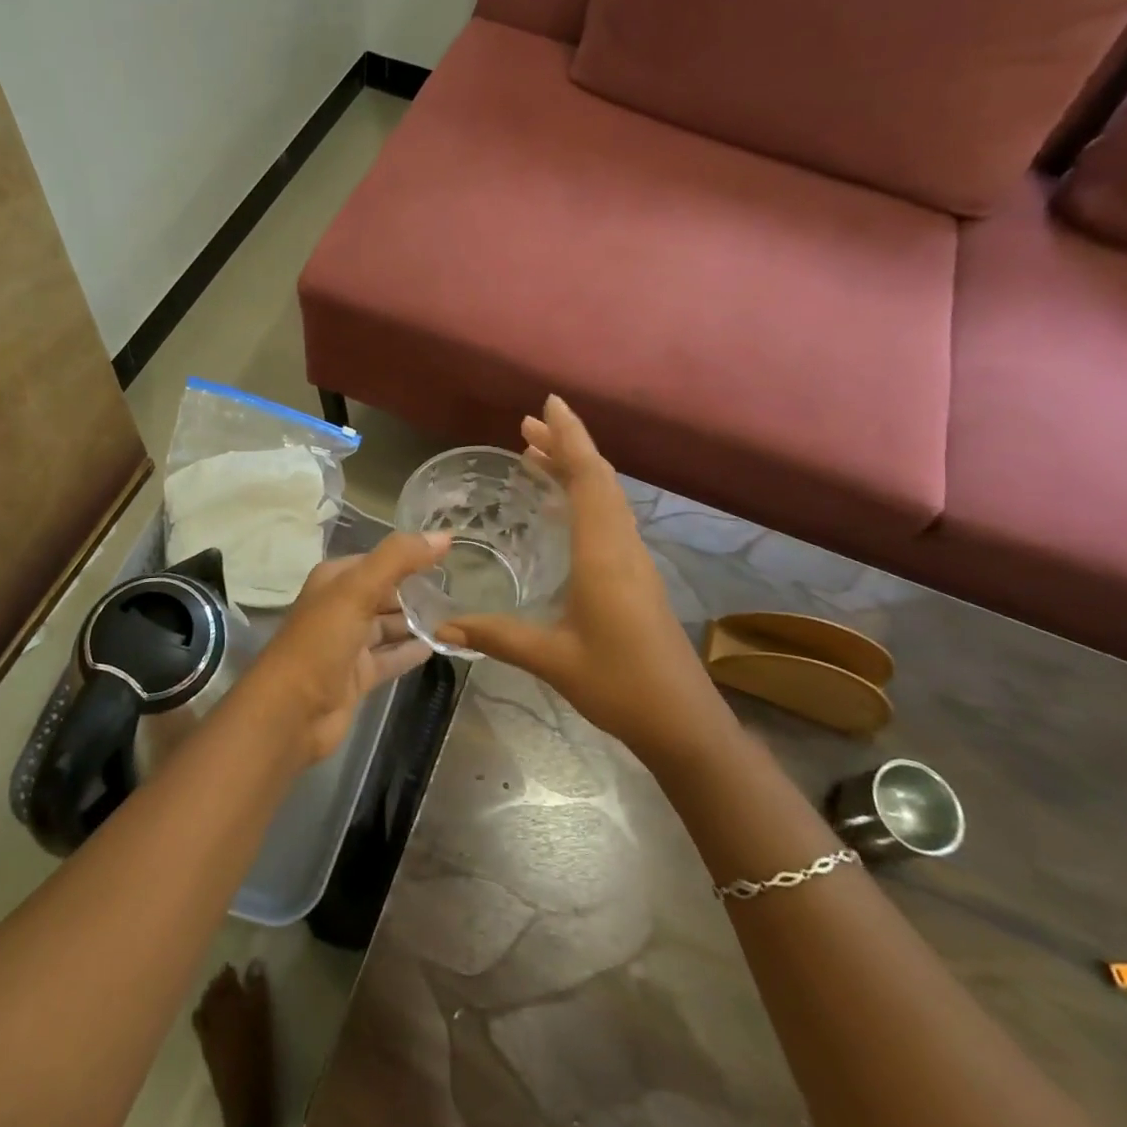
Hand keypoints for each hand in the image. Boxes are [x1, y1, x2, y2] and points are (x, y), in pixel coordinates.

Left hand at [237, 530, 449, 764]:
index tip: (450, 556)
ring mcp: (348, 644)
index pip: (379, 560)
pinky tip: (440, 646)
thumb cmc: (320, 643)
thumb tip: (445, 535)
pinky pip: (391, 657)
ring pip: (389, 626)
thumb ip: (399, 559)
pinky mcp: (357, 676)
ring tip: (459, 616)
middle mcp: (340, 607)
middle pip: (385, 593)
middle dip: (417, 590)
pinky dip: (411, 651)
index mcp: (334, 580)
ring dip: (418, 621)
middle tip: (461, 588)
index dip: (410, 556)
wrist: (289, 713)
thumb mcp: (357, 591)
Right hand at [436, 397, 716, 758]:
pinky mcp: (636, 577)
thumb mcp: (551, 659)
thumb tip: (444, 626)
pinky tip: (562, 510)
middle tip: (526, 427)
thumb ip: (496, 637)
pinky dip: (585, 497)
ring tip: (537, 456)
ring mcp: (634, 561)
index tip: (548, 404)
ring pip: (607, 497)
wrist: (683, 722)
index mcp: (603, 554)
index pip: (588, 478)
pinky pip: (609, 518)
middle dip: (566, 446)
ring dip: (576, 470)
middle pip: (599, 479)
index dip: (569, 437)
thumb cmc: (620, 684)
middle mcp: (622, 546)